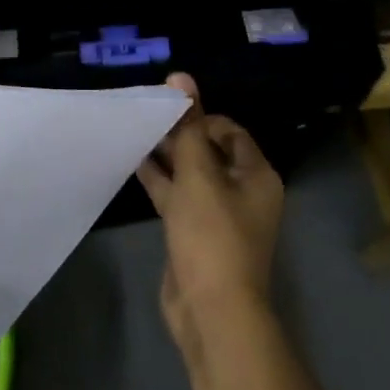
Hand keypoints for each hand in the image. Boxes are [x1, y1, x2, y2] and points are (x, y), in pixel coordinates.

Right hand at [137, 73, 284, 358]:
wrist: (212, 313)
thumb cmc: (212, 236)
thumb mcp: (198, 175)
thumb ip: (187, 127)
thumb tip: (182, 76)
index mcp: (255, 175)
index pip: (229, 131)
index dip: (200, 117)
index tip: (169, 111)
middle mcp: (242, 192)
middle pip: (209, 151)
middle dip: (180, 134)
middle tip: (146, 117)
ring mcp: (218, 215)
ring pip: (191, 175)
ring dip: (167, 156)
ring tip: (135, 133)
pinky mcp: (196, 234)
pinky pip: (179, 198)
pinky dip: (160, 181)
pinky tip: (134, 163)